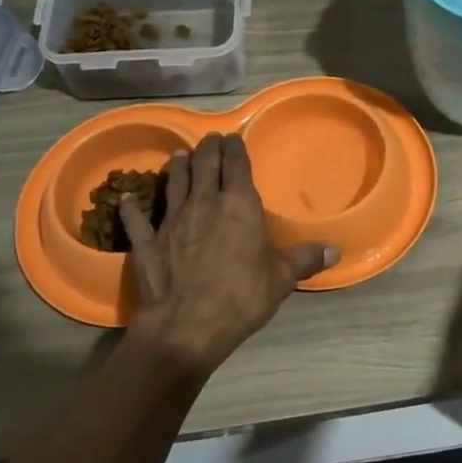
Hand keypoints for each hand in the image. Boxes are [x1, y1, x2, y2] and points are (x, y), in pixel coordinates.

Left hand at [119, 133, 337, 377]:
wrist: (187, 325)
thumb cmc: (241, 297)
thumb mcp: (281, 279)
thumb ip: (305, 259)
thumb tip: (335, 251)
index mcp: (239, 205)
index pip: (236, 165)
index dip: (235, 148)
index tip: (232, 137)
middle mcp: (204, 203)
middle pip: (204, 165)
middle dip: (208, 149)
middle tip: (210, 141)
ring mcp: (171, 220)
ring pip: (173, 182)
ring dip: (177, 167)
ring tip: (179, 156)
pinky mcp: (147, 242)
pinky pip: (137, 219)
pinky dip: (132, 207)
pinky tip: (126, 197)